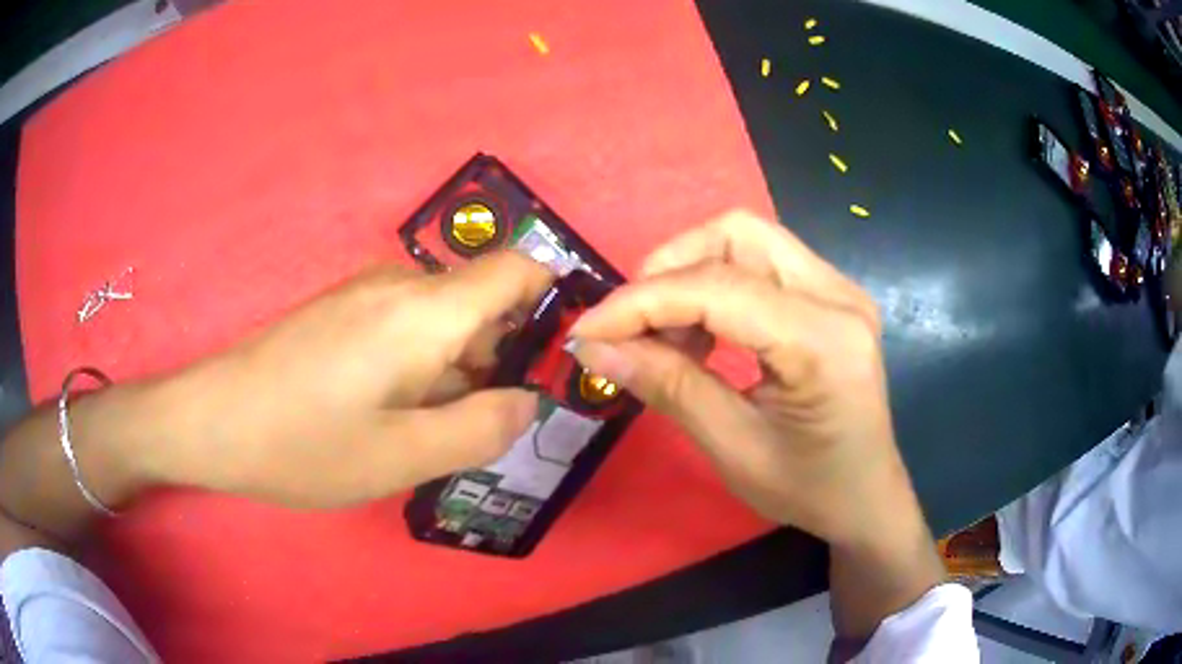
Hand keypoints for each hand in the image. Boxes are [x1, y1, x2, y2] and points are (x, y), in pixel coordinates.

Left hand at [141, 251, 552, 508]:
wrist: (212, 420)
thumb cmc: (304, 443)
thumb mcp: (404, 457)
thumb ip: (482, 428)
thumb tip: (528, 400)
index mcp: (425, 311)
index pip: (518, 269)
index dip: (551, 302)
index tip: (553, 362)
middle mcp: (400, 285)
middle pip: (481, 304)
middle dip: (495, 361)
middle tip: (473, 429)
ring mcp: (365, 294)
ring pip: (442, 321)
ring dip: (452, 371)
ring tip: (422, 432)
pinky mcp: (341, 310)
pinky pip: (405, 327)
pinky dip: (418, 366)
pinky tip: (385, 414)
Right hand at [569, 211, 912, 546]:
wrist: (865, 496)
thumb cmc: (808, 489)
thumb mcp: (733, 449)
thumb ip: (668, 387)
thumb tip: (595, 347)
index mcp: (825, 342)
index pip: (719, 288)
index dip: (642, 302)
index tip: (587, 330)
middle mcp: (839, 296)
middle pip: (736, 234)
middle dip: (669, 270)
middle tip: (635, 328)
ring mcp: (839, 288)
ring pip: (747, 238)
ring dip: (690, 274)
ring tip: (668, 337)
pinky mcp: (831, 294)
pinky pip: (761, 262)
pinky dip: (716, 286)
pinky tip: (703, 335)